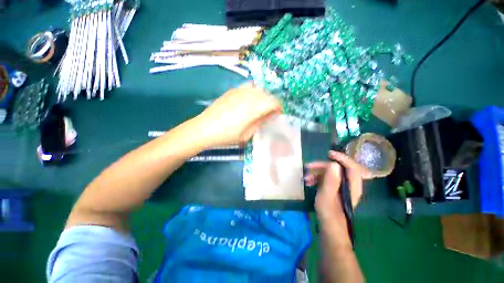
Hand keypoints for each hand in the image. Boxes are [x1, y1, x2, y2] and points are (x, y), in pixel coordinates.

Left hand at [196, 83, 280, 146]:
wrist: (204, 128)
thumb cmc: (227, 135)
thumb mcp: (247, 134)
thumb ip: (260, 122)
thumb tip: (270, 115)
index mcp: (253, 108)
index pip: (274, 101)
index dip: (278, 107)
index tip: (277, 114)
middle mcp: (248, 95)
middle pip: (267, 94)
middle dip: (271, 103)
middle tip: (268, 113)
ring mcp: (239, 90)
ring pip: (258, 89)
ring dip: (263, 97)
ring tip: (258, 107)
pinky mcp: (232, 90)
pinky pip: (248, 87)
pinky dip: (253, 93)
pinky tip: (248, 101)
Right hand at [305, 151, 371, 221]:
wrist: (330, 231)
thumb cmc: (329, 214)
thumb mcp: (327, 196)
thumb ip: (331, 180)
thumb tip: (333, 164)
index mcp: (352, 186)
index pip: (352, 167)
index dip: (342, 158)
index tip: (328, 154)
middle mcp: (348, 186)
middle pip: (338, 170)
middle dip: (322, 167)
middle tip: (309, 167)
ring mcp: (341, 189)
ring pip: (330, 175)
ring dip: (317, 173)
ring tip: (306, 177)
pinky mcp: (334, 192)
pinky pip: (326, 181)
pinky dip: (317, 179)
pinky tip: (309, 182)